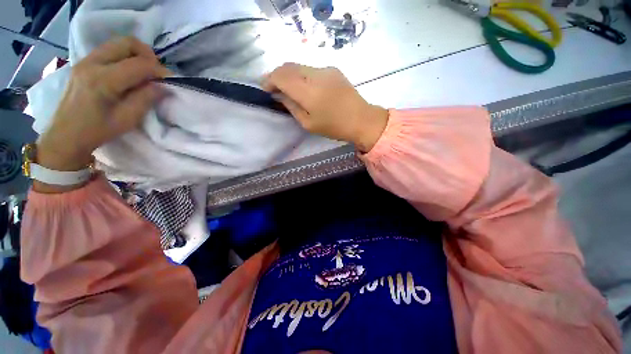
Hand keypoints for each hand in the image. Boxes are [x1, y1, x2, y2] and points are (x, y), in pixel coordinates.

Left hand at [37, 37, 169, 173]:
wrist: (65, 135)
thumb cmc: (97, 131)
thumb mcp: (127, 119)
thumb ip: (146, 98)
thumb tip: (163, 86)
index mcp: (103, 80)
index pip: (139, 64)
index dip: (159, 70)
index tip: (169, 81)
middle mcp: (93, 63)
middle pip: (128, 43)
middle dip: (148, 55)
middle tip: (155, 72)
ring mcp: (85, 60)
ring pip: (118, 43)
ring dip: (136, 55)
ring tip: (143, 73)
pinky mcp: (83, 62)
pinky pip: (109, 50)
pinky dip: (124, 56)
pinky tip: (128, 73)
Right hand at [262, 63, 387, 152]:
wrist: (361, 119)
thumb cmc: (334, 127)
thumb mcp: (308, 123)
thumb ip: (291, 106)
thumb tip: (278, 95)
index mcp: (308, 92)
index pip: (281, 76)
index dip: (269, 80)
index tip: (264, 89)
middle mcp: (315, 75)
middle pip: (288, 66)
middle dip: (276, 75)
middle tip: (273, 88)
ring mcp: (325, 69)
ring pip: (299, 66)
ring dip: (289, 74)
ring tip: (287, 88)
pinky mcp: (333, 69)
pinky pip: (310, 68)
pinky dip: (301, 75)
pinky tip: (304, 86)